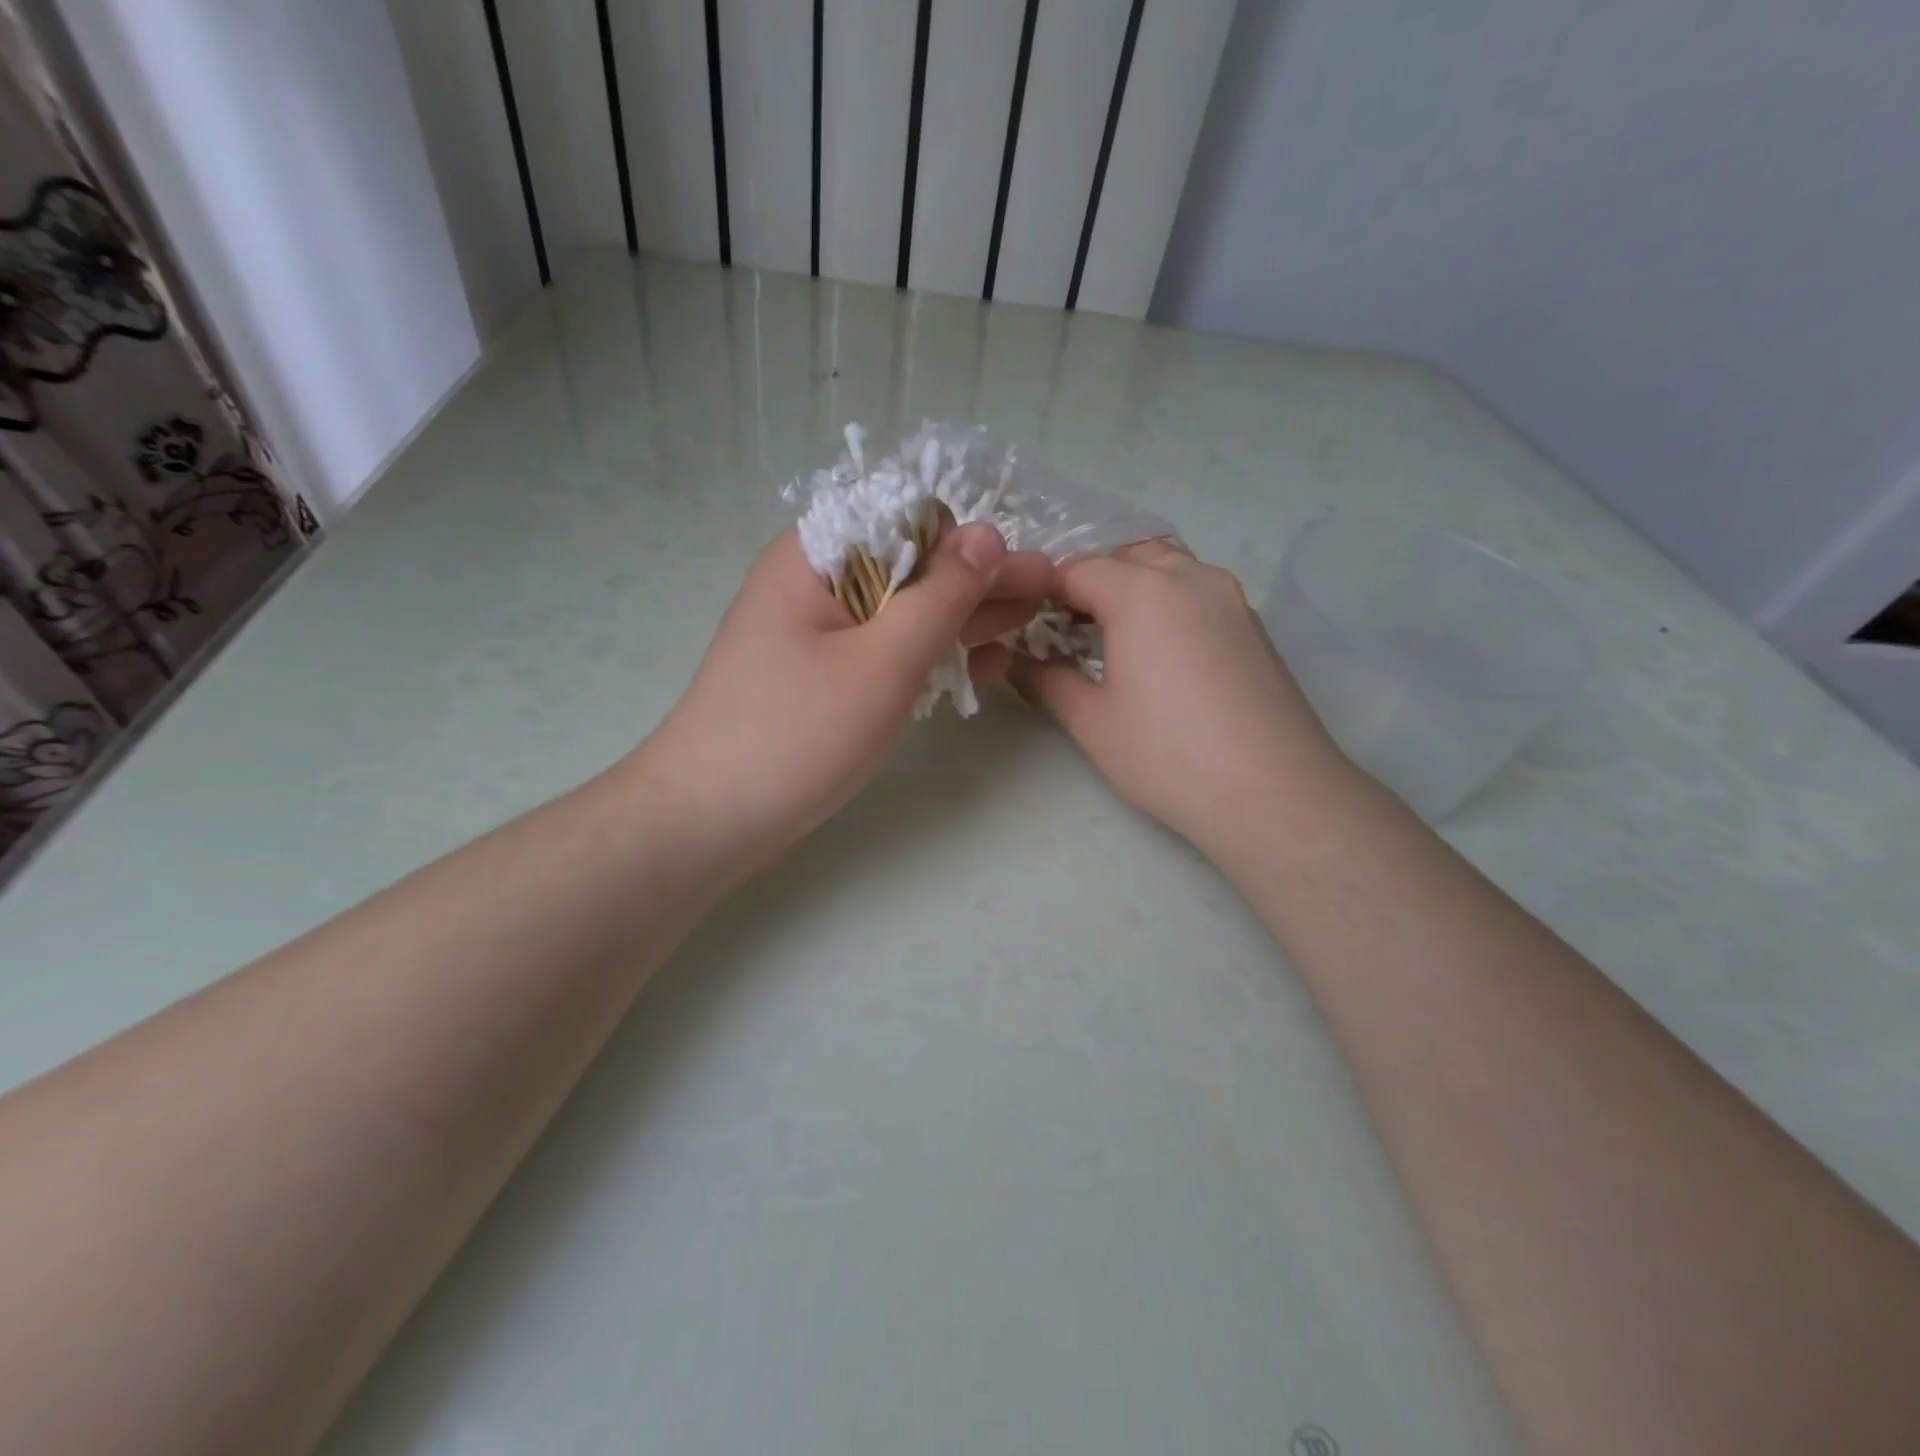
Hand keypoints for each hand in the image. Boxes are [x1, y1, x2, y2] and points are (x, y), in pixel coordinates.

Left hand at [633, 522, 1051, 869]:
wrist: (712, 819)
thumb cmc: (796, 734)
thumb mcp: (882, 660)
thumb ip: (941, 596)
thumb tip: (988, 535)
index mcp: (816, 555)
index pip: (904, 517)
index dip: (965, 538)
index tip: (1016, 569)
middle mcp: (817, 583)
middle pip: (910, 566)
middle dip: (978, 580)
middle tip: (1045, 592)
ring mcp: (820, 633)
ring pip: (903, 612)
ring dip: (962, 619)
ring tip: (1026, 626)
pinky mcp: (826, 676)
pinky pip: (886, 652)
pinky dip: (930, 657)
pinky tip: (979, 667)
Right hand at [1010, 540, 1353, 853]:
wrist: (1272, 792)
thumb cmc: (1167, 756)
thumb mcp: (1091, 722)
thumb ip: (1045, 681)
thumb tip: (1014, 662)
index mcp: (1141, 591)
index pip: (1077, 569)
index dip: (1044, 591)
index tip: (1025, 621)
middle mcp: (1189, 576)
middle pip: (1125, 556)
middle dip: (1089, 580)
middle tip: (1064, 626)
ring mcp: (1230, 596)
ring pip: (1168, 565)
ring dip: (1132, 584)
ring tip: (1111, 632)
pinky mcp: (1253, 623)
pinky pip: (1198, 589)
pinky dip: (1168, 599)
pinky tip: (1159, 649)